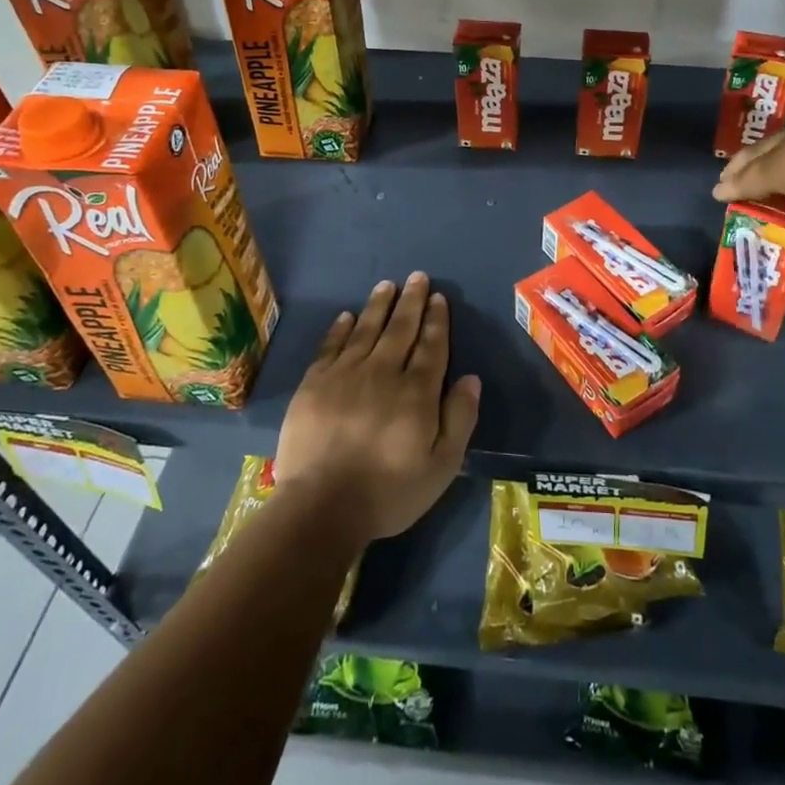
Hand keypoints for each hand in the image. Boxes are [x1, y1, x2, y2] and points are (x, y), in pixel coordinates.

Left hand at [272, 272, 481, 544]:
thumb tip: (471, 378)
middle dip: (411, 301)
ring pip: (366, 330)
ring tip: (387, 285)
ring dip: (378, 306)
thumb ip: (459, 418)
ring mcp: (345, 375)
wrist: (321, 507)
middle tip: (417, 277)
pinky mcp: (314, 384)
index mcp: (417, 392)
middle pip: (400, 329)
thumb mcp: (441, 466)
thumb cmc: (389, 492)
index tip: (438, 298)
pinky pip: (331, 346)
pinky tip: (347, 316)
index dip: (436, 320)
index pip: (431, 346)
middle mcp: (383, 372)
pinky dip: (340, 328)